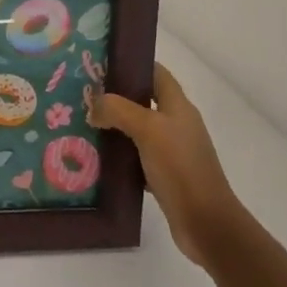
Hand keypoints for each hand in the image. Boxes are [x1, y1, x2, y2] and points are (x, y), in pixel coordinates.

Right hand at [91, 64, 243, 269]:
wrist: (205, 222)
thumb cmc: (180, 168)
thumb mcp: (148, 130)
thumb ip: (118, 110)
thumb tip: (93, 106)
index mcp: (178, 107)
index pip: (156, 74)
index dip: (132, 65)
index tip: (99, 64)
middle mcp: (176, 125)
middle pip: (142, 101)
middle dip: (114, 97)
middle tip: (81, 96)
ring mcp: (171, 151)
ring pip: (136, 130)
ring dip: (112, 127)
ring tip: (80, 124)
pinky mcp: (163, 175)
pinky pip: (134, 157)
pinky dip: (117, 155)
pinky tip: (95, 158)